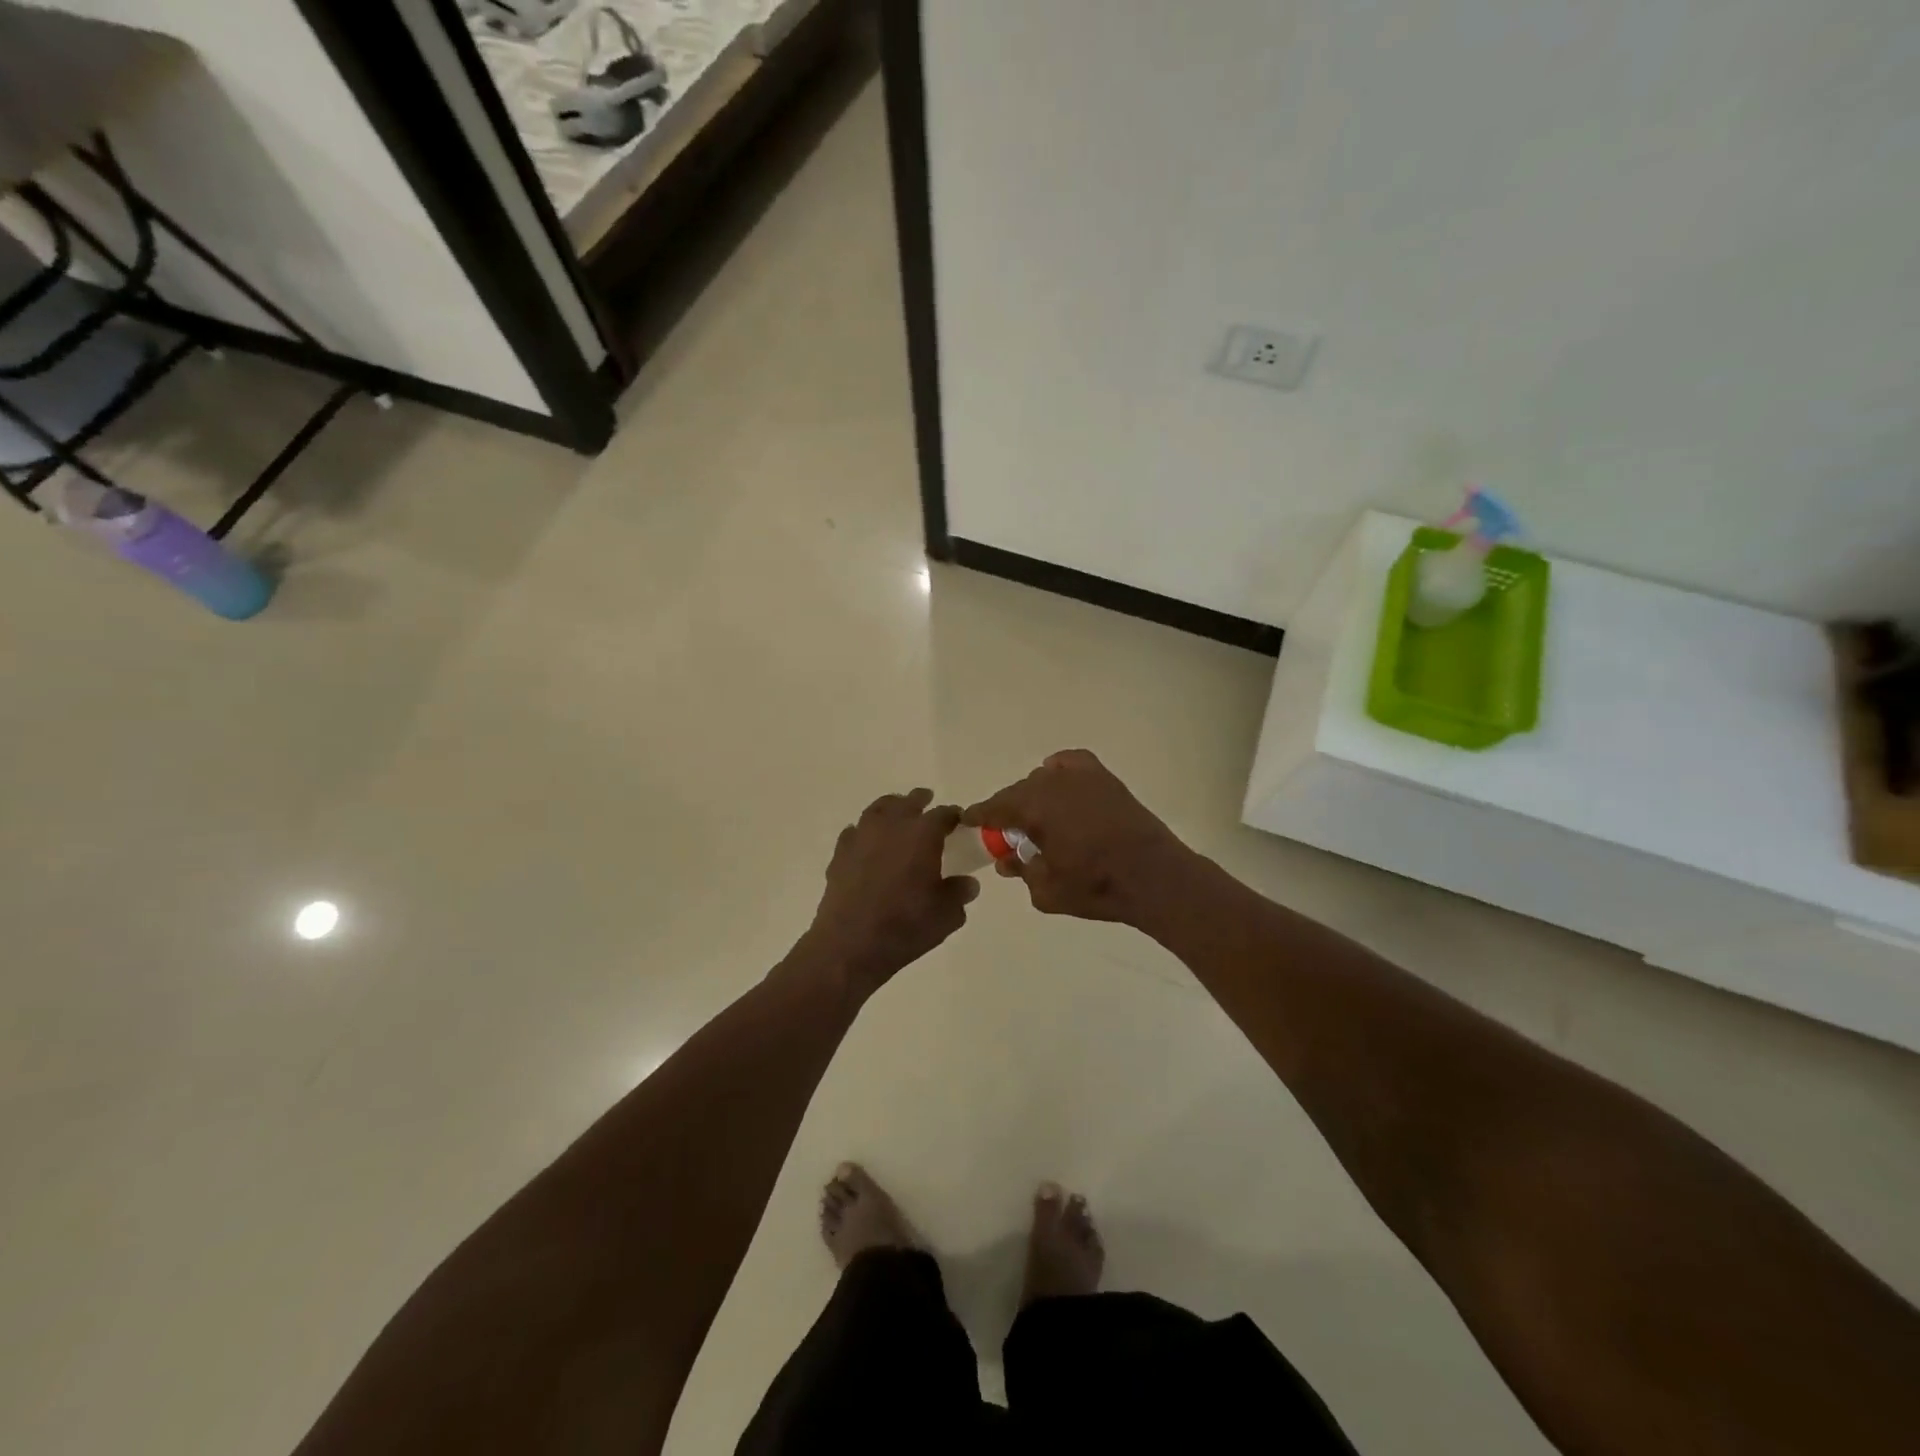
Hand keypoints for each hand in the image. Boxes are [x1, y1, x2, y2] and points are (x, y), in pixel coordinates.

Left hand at [801, 787, 979, 1000]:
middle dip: (921, 802)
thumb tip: (967, 883)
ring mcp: (862, 836)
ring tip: (897, 815)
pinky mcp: (840, 853)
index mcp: (923, 834)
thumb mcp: (947, 915)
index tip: (958, 822)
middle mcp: (892, 825)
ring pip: (878, 809)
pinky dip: (865, 832)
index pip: (943, 814)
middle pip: (908, 802)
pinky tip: (868, 844)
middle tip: (928, 804)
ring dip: (891, 808)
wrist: (851, 944)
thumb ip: (959, 893)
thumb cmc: (906, 926)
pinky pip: (855, 831)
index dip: (953, 816)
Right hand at [963, 750, 1192, 923]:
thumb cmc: (1096, 887)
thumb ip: (1021, 871)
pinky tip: (1060, 784)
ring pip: (1043, 779)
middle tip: (1008, 833)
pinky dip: (1059, 770)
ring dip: (1034, 796)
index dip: (979, 815)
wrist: (1153, 877)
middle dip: (1008, 811)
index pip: (994, 807)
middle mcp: (1052, 784)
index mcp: (1033, 809)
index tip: (969, 821)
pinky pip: (1070, 763)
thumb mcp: (1046, 890)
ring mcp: (1080, 777)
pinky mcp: (1104, 778)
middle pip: (1018, 792)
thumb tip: (1007, 861)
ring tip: (1039, 819)